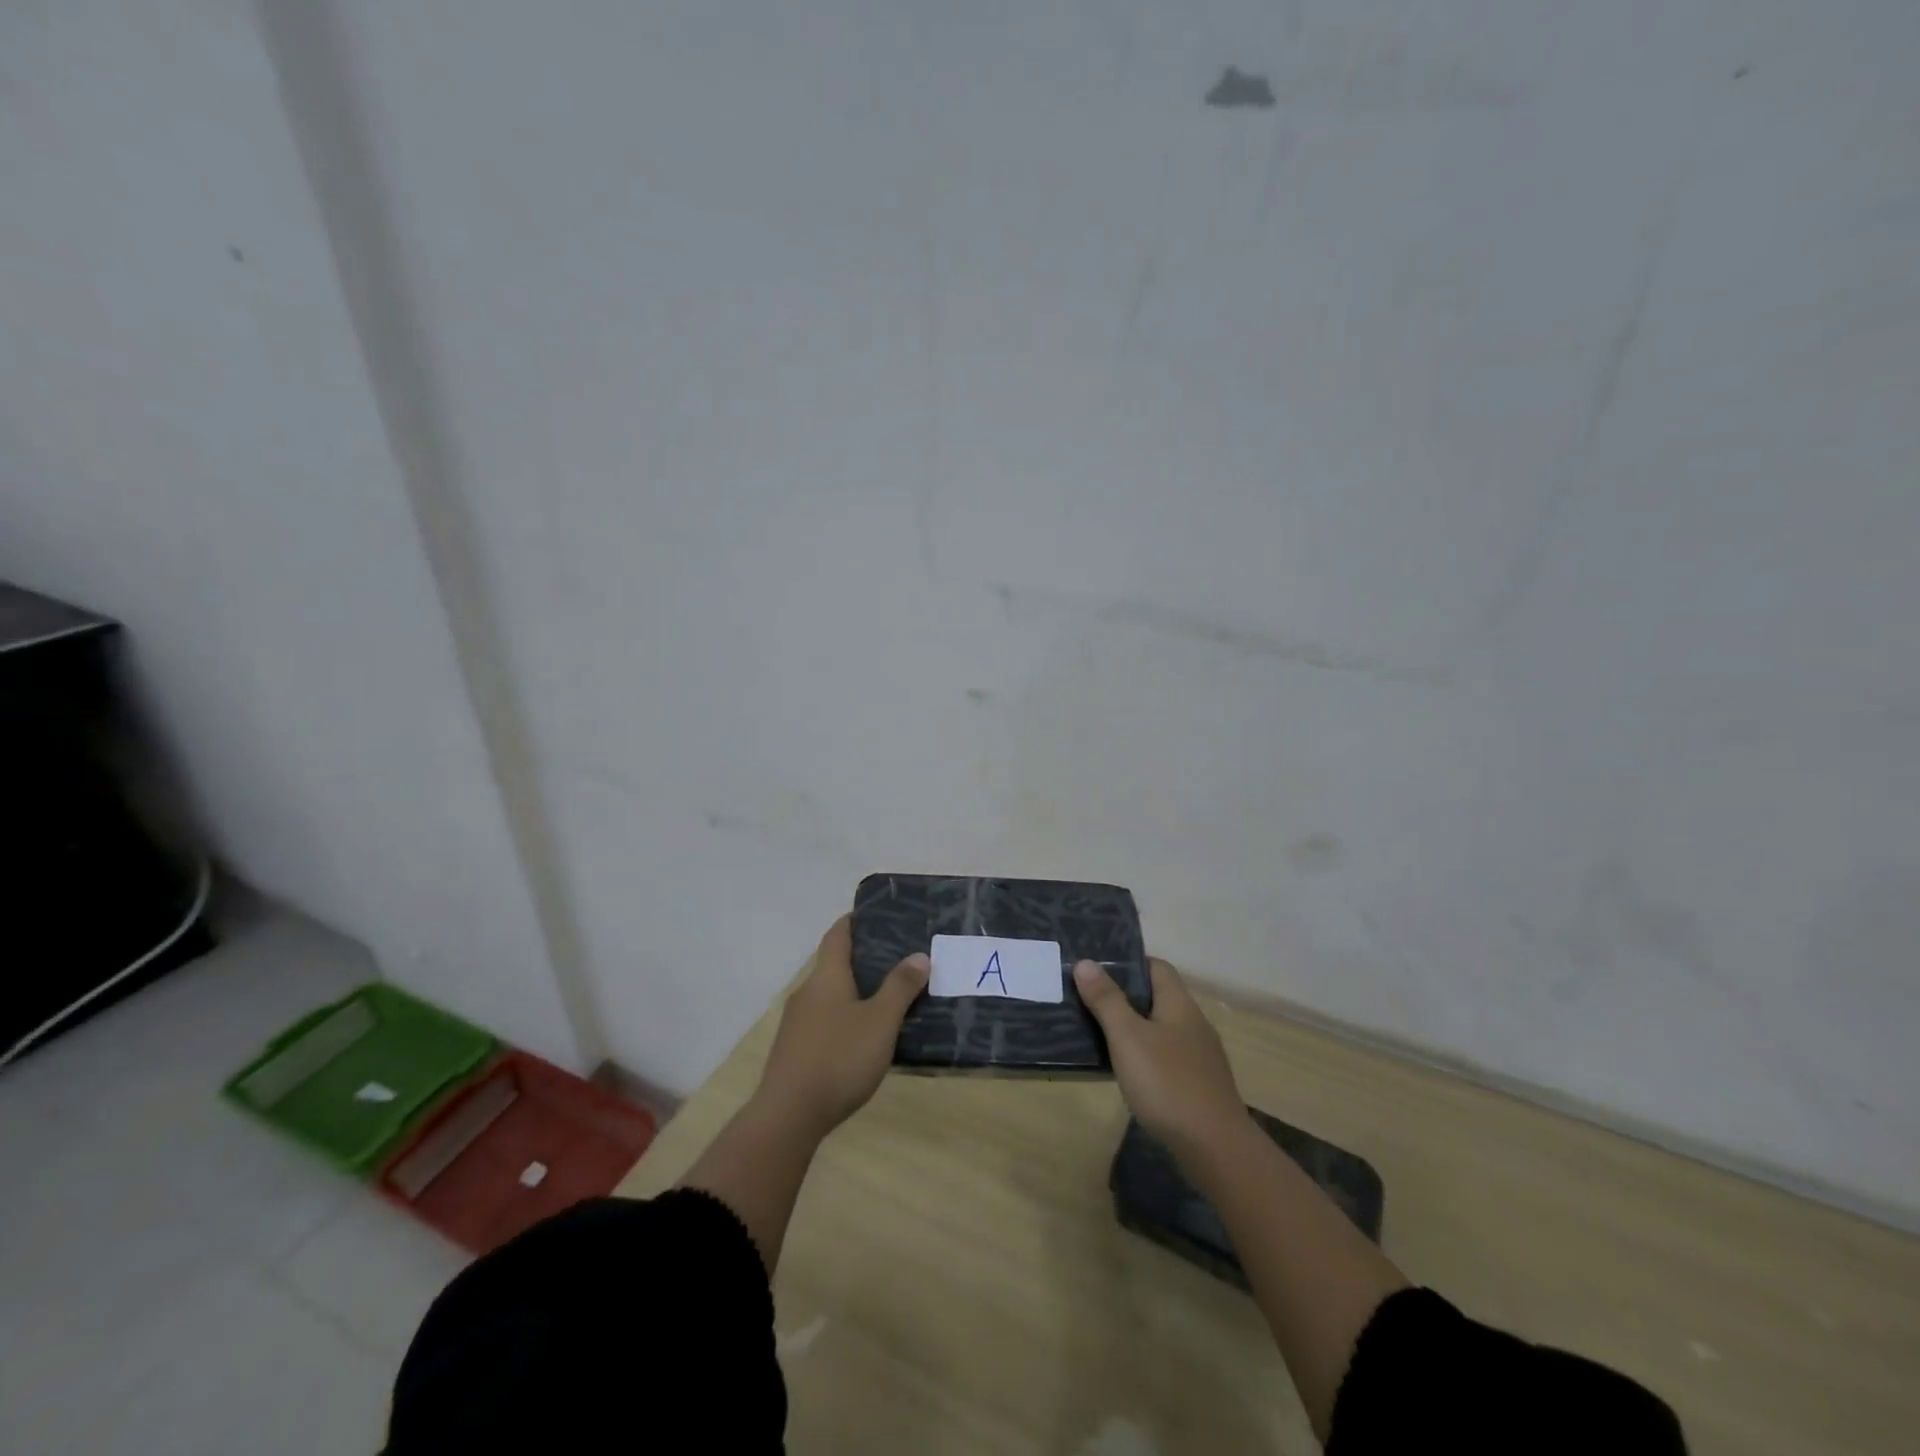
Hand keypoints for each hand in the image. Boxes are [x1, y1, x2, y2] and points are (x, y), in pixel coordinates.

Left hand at [754, 915, 928, 1138]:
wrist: (788, 1115)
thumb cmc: (839, 1058)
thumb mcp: (881, 1021)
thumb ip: (900, 987)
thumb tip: (918, 955)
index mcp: (826, 977)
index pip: (837, 935)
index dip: (854, 921)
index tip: (875, 914)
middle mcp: (807, 993)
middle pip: (833, 965)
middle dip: (862, 960)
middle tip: (897, 960)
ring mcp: (796, 1024)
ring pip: (829, 996)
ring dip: (854, 993)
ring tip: (887, 999)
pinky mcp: (794, 1051)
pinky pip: (824, 1022)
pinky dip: (845, 1019)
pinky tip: (864, 1038)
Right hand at [1075, 957, 1246, 1157]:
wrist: (1215, 1148)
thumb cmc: (1167, 1082)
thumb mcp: (1128, 1037)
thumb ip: (1106, 1000)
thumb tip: (1086, 962)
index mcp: (1179, 1004)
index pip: (1156, 966)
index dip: (1128, 963)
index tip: (1096, 968)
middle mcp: (1193, 1023)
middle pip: (1157, 997)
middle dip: (1124, 996)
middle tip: (1087, 998)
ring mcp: (1199, 1056)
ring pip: (1160, 1028)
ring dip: (1133, 1027)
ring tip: (1098, 1032)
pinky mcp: (1198, 1084)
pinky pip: (1166, 1056)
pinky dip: (1144, 1055)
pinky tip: (1126, 1070)